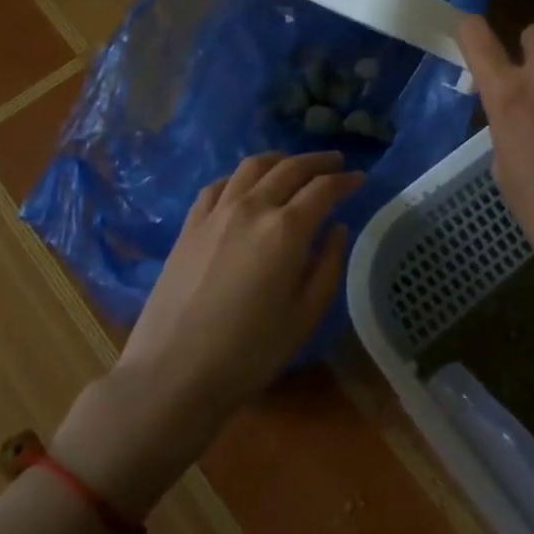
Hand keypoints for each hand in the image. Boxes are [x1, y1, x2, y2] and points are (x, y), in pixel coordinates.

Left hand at [55, 151, 363, 512]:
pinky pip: (219, 186)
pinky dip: (240, 177)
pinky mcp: (190, 226)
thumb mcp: (305, 315)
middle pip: (290, 168)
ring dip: (279, 160)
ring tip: (293, 165)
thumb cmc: (250, 352)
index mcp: (287, 229)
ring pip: (251, 167)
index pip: (323, 189)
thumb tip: (336, 228)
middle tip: (335, 162)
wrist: (174, 372)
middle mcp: (252, 208)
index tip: (359, 178)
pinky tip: (245, 187)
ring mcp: (216, 213)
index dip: (345, 180)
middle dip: (318, 161)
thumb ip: (328, 265)